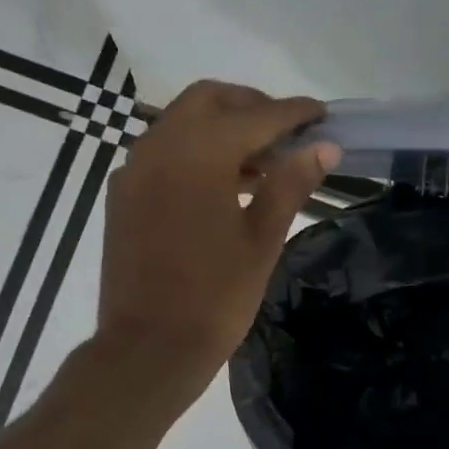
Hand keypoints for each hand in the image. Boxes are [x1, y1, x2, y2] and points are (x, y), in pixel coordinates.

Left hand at [95, 80, 338, 386]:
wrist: (150, 348)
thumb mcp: (262, 240)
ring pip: (182, 123)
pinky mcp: (123, 194)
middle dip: (252, 107)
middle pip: (209, 101)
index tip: (322, 114)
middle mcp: (159, 146)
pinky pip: (163, 152)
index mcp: (198, 154)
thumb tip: (324, 147)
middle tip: (288, 134)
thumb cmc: (216, 298)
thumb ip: (291, 184)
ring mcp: (134, 169)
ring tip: (263, 162)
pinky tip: (223, 185)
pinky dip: (196, 151)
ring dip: (223, 128)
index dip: (294, 113)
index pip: (255, 116)